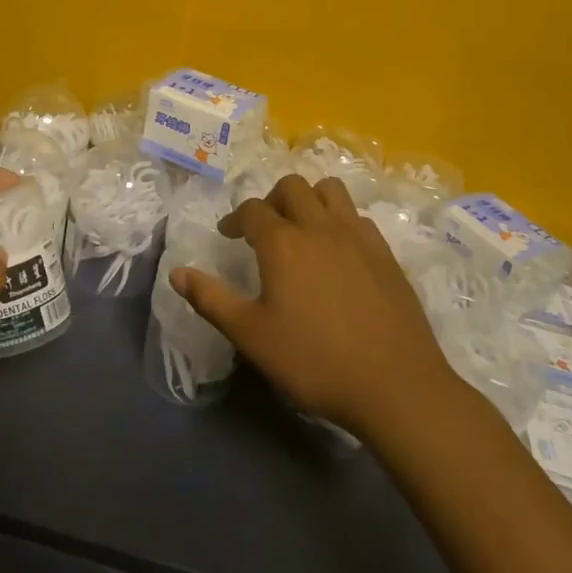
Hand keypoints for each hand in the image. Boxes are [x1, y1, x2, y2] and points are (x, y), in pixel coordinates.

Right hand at [170, 174, 459, 441]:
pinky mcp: (385, 254)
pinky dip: (340, 220)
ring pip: (330, 191)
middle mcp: (319, 227)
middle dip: (272, 199)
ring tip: (302, 228)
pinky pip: (358, 217)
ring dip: (310, 199)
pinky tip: (337, 251)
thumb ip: (211, 299)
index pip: (253, 210)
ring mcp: (357, 237)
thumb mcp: (251, 336)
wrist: (395, 385)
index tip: (229, 236)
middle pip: (292, 187)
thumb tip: (176, 272)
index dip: (236, 219)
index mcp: (283, 243)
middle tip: (264, 228)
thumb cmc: (314, 361)